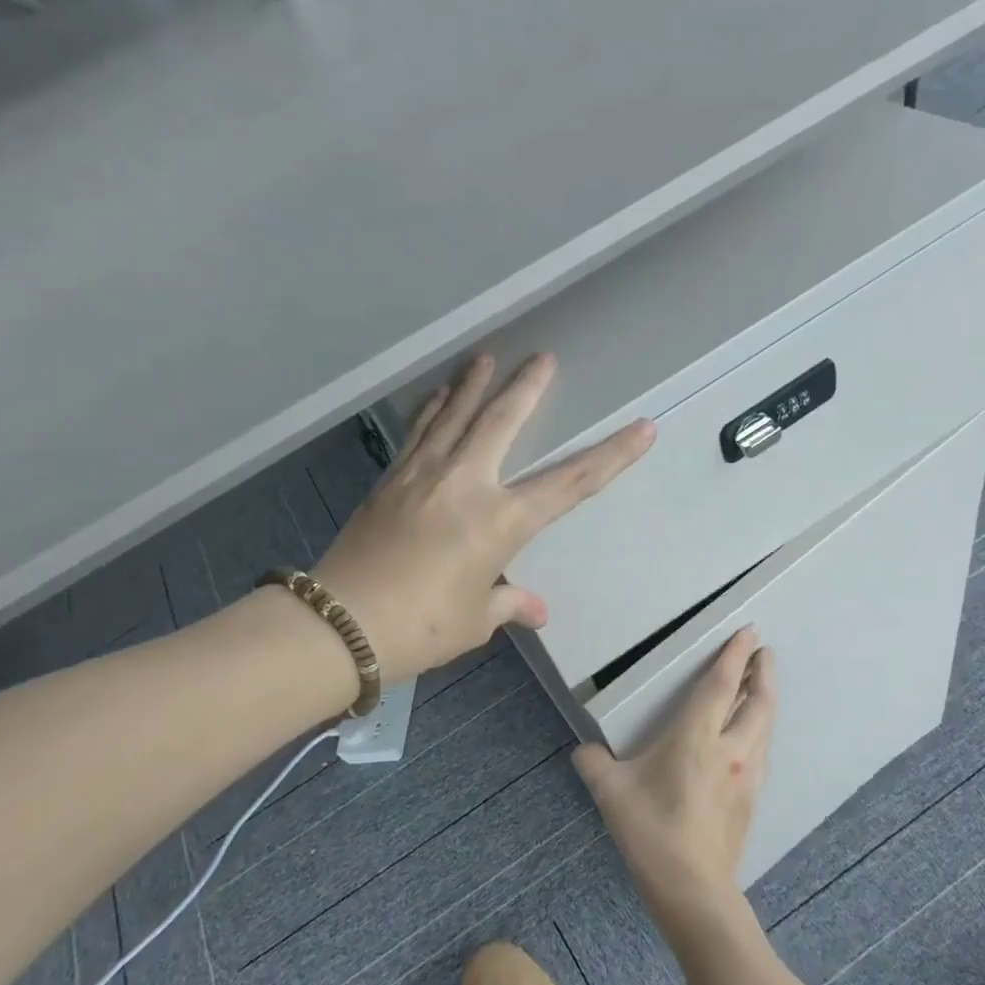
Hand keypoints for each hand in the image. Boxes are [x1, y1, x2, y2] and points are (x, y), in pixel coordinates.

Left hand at [313, 353, 653, 681]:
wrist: (342, 623)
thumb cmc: (421, 627)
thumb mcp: (475, 619)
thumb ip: (507, 602)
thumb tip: (534, 609)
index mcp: (500, 522)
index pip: (570, 483)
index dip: (611, 456)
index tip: (641, 428)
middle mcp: (466, 484)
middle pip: (503, 421)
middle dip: (528, 388)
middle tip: (543, 358)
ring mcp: (423, 475)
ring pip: (455, 415)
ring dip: (474, 384)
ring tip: (485, 357)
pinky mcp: (391, 479)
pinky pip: (419, 432)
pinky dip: (433, 409)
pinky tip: (438, 395)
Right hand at [572, 628, 776, 937]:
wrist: (693, 889)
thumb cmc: (651, 833)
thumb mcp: (610, 793)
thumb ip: (593, 763)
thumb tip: (583, 751)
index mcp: (696, 738)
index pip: (721, 685)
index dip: (735, 655)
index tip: (749, 632)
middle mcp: (731, 749)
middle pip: (758, 700)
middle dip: (764, 671)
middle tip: (764, 652)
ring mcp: (747, 775)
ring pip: (765, 725)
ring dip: (766, 699)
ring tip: (762, 685)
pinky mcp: (752, 799)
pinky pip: (762, 750)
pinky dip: (761, 729)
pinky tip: (753, 736)